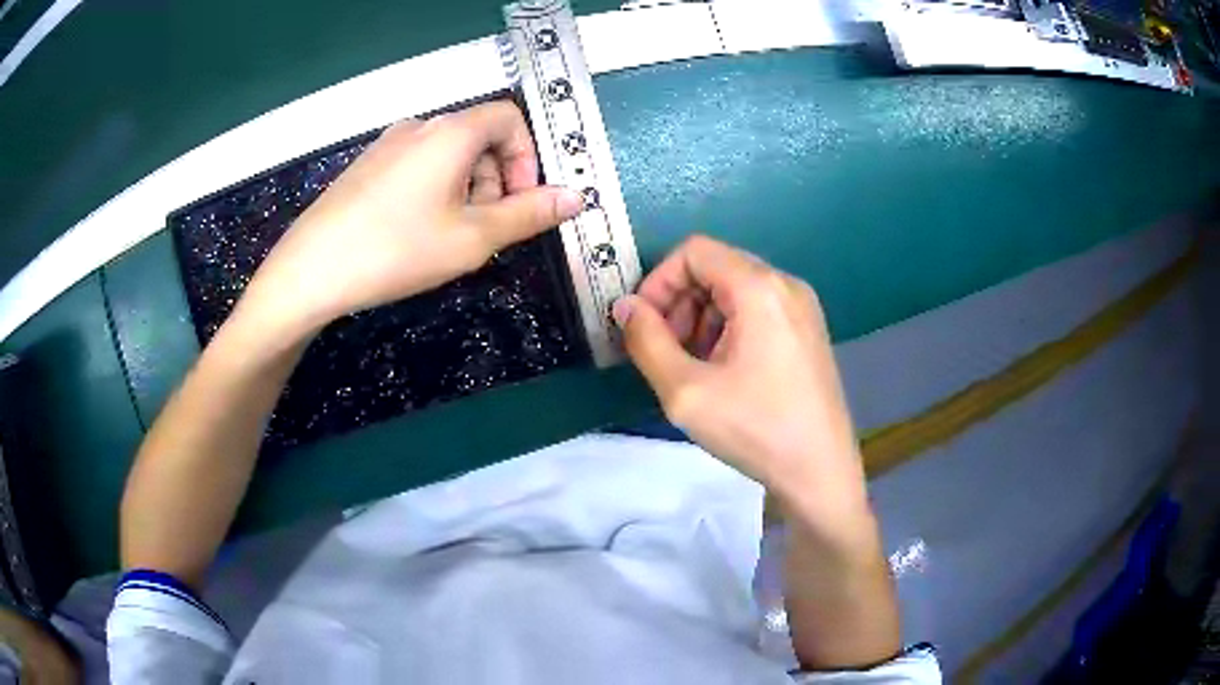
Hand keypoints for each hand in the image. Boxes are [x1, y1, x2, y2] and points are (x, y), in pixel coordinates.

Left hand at [239, 101, 583, 339]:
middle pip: (479, 136)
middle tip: (484, 230)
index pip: (510, 118)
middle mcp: (420, 126)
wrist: (310, 270)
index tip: (519, 203)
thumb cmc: (397, 250)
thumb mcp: (472, 238)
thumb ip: (529, 214)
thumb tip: (577, 197)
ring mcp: (387, 144)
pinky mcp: (367, 166)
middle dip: (497, 179)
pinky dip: (434, 190)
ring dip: (466, 188)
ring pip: (448, 154)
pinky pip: (418, 165)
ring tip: (448, 238)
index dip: (528, 157)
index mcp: (451, 132)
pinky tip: (414, 233)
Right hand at [613, 236, 862, 501]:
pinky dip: (727, 328)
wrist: (819, 471)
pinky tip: (722, 371)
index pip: (694, 251)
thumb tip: (625, 307)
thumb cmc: (755, 430)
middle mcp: (785, 285)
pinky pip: (757, 310)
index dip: (658, 281)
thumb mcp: (685, 391)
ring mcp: (802, 308)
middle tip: (664, 352)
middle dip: (678, 303)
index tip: (642, 326)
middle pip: (715, 268)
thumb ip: (647, 341)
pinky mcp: (807, 330)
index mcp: (760, 288)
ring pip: (734, 290)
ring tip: (692, 367)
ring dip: (700, 318)